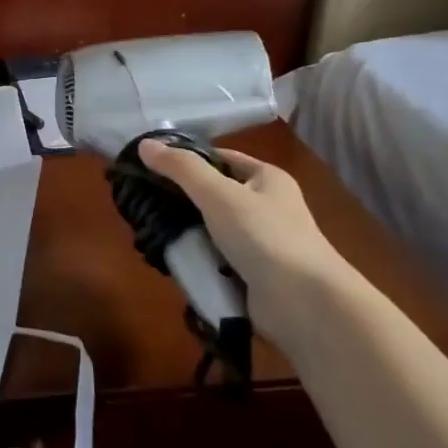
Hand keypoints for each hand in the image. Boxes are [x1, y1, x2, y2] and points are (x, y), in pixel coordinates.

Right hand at [138, 139, 346, 337]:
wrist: (304, 302)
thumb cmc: (264, 236)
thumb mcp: (218, 194)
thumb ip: (181, 169)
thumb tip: (145, 144)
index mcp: (266, 178)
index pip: (220, 158)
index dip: (187, 159)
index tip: (150, 167)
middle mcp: (266, 206)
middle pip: (213, 194)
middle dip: (181, 199)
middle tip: (142, 202)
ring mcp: (260, 242)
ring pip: (212, 228)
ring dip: (186, 232)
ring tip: (150, 232)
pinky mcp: (252, 273)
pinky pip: (216, 258)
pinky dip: (197, 259)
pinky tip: (172, 261)